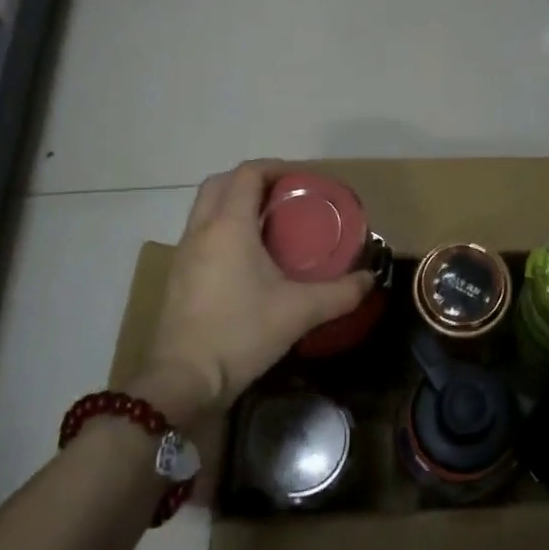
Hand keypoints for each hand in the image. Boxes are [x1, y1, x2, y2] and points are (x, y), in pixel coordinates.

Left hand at [135, 162, 373, 421]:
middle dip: (251, 180)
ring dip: (234, 203)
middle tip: (284, 195)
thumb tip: (370, 280)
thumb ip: (340, 293)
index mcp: (229, 226)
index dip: (276, 167)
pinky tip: (247, 257)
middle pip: (220, 183)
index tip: (302, 179)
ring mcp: (184, 253)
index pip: (248, 173)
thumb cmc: (241, 334)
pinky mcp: (178, 276)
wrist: (183, 382)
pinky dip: (223, 227)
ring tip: (269, 222)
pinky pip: (201, 233)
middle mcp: (202, 230)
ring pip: (205, 208)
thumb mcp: (299, 311)